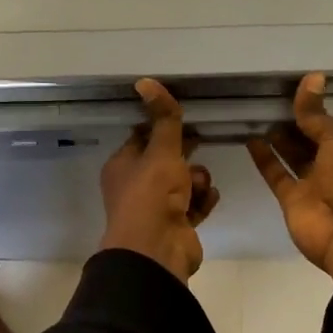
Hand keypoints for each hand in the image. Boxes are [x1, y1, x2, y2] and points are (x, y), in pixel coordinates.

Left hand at [99, 78, 219, 281]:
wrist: (158, 250)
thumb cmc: (152, 194)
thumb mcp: (161, 151)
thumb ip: (163, 119)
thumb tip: (145, 81)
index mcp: (122, 166)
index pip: (142, 138)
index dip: (163, 128)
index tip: (185, 119)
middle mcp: (135, 187)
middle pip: (165, 161)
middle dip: (186, 156)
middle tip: (200, 147)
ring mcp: (156, 209)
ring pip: (183, 184)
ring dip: (197, 180)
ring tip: (201, 185)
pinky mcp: (176, 226)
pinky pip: (194, 206)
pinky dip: (203, 201)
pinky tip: (210, 198)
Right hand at [248, 72, 332, 283]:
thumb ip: (317, 113)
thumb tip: (311, 77)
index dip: (321, 108)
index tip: (299, 89)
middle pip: (314, 139)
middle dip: (297, 122)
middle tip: (271, 98)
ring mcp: (316, 183)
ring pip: (294, 155)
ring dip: (279, 138)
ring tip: (258, 113)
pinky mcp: (294, 199)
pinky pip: (277, 174)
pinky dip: (264, 158)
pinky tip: (250, 138)